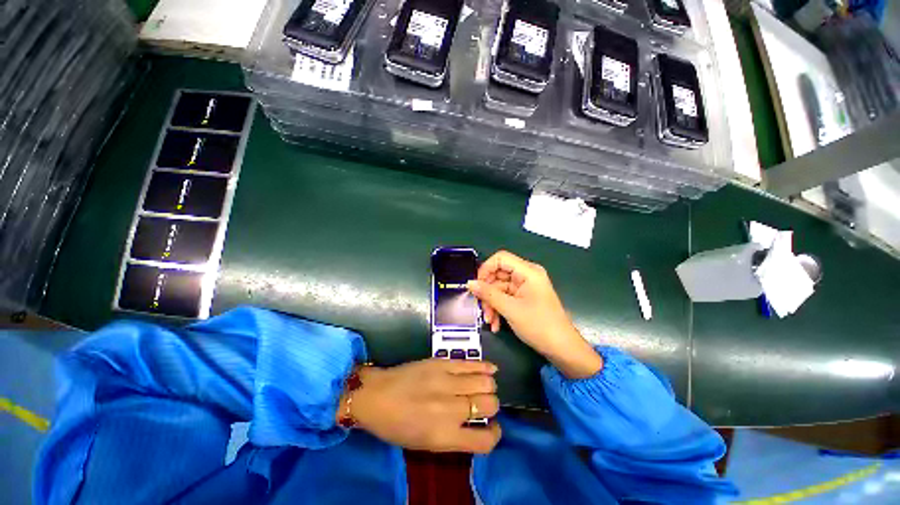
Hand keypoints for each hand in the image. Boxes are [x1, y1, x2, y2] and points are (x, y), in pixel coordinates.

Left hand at [341, 359, 501, 453]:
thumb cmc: (396, 426)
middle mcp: (450, 409)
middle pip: (490, 404)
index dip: (494, 434)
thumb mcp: (425, 443)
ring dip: (489, 386)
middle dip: (491, 405)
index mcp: (445, 437)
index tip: (492, 428)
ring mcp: (447, 382)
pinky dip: (485, 367)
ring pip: (485, 382)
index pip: (485, 440)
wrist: (376, 395)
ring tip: (484, 386)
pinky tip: (491, 369)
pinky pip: (471, 364)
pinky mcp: (442, 363)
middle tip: (483, 404)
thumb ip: (455, 436)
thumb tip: (477, 424)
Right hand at [467, 251, 602, 378]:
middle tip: (481, 308)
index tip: (476, 285)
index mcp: (528, 271)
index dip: (486, 269)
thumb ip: (488, 294)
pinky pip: (505, 298)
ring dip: (491, 304)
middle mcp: (526, 275)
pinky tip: (495, 324)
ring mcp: (524, 287)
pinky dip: (498, 309)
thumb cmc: (539, 325)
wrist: (561, 348)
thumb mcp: (510, 309)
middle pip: (498, 275)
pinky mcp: (523, 298)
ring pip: (499, 289)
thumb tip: (470, 283)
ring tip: (489, 321)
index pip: (500, 258)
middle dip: (487, 293)